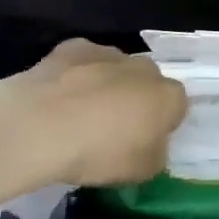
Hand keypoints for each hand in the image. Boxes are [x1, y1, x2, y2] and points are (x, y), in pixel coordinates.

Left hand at [0, 38, 187, 188]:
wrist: (41, 124)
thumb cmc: (99, 152)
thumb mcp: (141, 172)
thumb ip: (156, 154)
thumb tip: (152, 144)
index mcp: (168, 96)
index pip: (177, 107)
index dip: (162, 125)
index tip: (144, 143)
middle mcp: (143, 67)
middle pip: (147, 83)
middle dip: (136, 100)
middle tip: (114, 130)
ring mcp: (108, 52)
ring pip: (116, 69)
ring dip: (107, 86)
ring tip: (81, 116)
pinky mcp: (73, 47)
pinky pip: (84, 62)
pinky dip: (77, 75)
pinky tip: (60, 98)